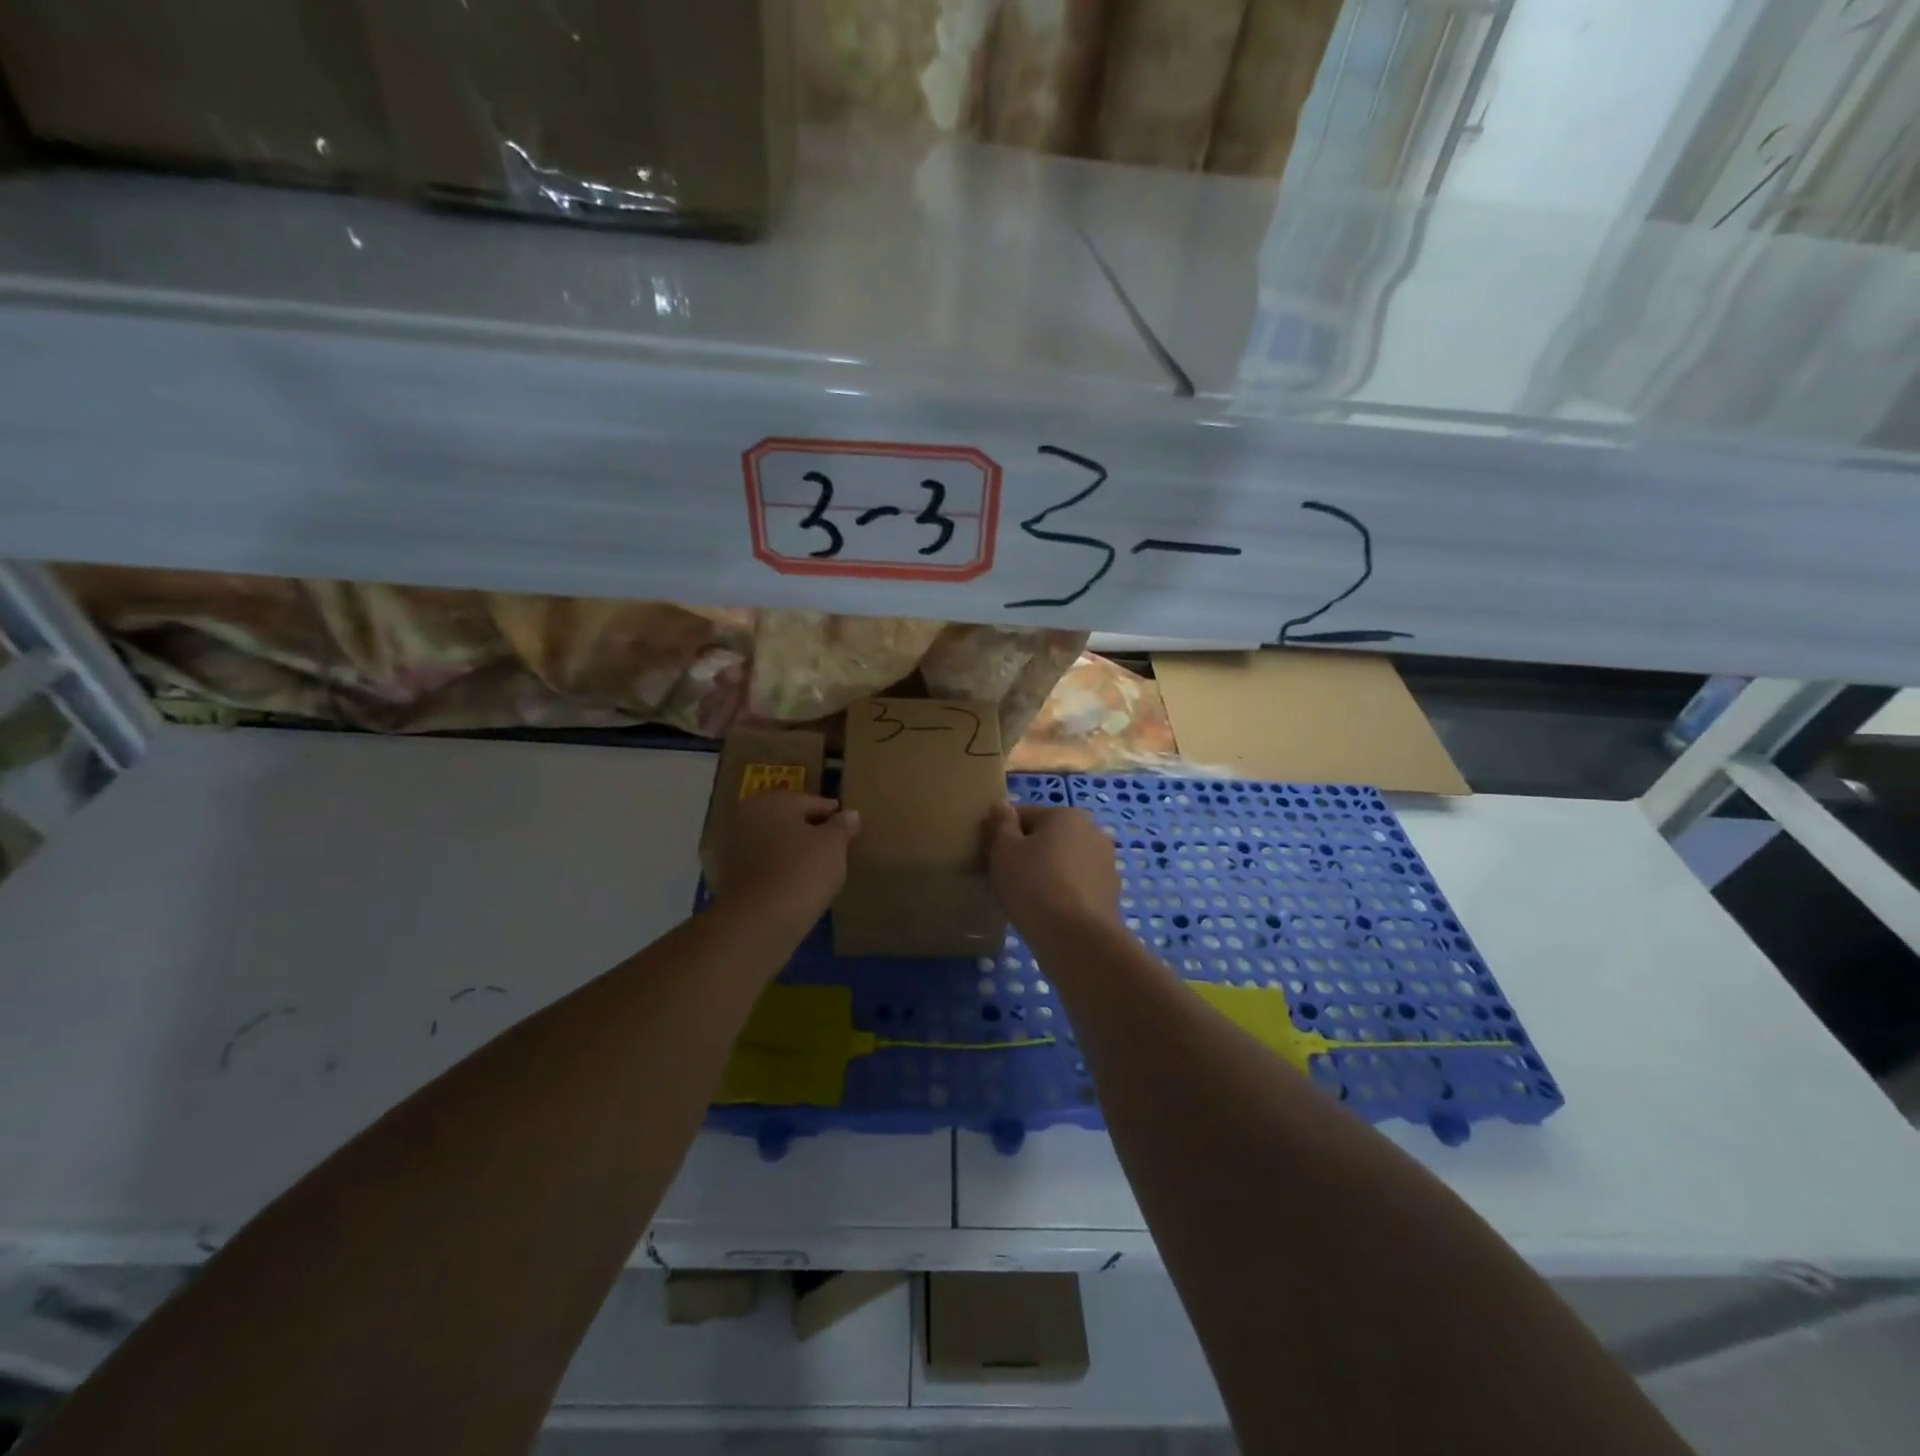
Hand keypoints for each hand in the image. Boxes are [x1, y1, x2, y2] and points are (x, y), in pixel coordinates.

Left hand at [709, 792, 859, 925]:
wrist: (759, 920)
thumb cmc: (803, 871)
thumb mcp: (834, 846)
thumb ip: (842, 826)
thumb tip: (849, 814)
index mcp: (773, 799)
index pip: (810, 802)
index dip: (831, 815)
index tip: (846, 829)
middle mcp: (744, 813)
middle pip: (783, 818)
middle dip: (803, 829)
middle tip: (827, 848)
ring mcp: (727, 844)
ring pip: (765, 841)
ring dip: (782, 848)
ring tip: (806, 868)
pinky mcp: (719, 873)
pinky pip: (752, 864)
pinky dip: (767, 869)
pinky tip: (784, 883)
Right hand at [986, 803, 1120, 935]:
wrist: (1076, 938)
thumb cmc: (1033, 885)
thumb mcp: (1004, 850)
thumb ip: (1001, 824)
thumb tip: (1001, 805)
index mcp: (1066, 815)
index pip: (1024, 815)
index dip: (1000, 834)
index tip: (986, 857)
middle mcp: (1092, 832)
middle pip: (1045, 839)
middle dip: (1023, 855)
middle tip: (1000, 880)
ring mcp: (1105, 865)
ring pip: (1060, 864)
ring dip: (1041, 875)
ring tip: (1020, 901)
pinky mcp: (1109, 895)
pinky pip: (1074, 887)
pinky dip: (1058, 894)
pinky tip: (1043, 914)